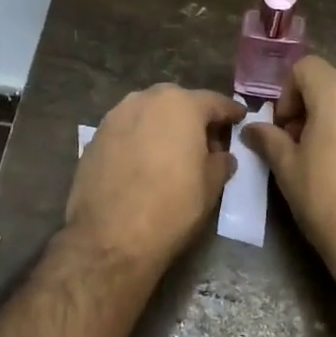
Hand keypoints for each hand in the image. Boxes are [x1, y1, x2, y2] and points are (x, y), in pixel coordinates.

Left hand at [65, 85, 247, 268]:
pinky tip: (144, 163)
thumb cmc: (171, 207)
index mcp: (181, 104)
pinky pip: (127, 131)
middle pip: (178, 102)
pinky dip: (139, 140)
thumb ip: (221, 161)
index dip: (230, 112)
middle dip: (193, 117)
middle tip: (205, 141)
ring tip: (172, 153)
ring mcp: (116, 116)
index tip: (240, 118)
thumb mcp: (211, 186)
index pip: (214, 101)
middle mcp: (146, 99)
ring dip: (163, 127)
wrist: (110, 237)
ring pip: (149, 114)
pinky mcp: (95, 137)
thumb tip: (221, 156)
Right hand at [242, 55, 335, 291]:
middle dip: (310, 107)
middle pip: (331, 84)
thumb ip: (269, 139)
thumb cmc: (327, 202)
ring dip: (334, 119)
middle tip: (298, 144)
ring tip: (325, 158)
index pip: (306, 67)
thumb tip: (252, 128)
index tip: (285, 126)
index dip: (288, 92)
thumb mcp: (288, 169)